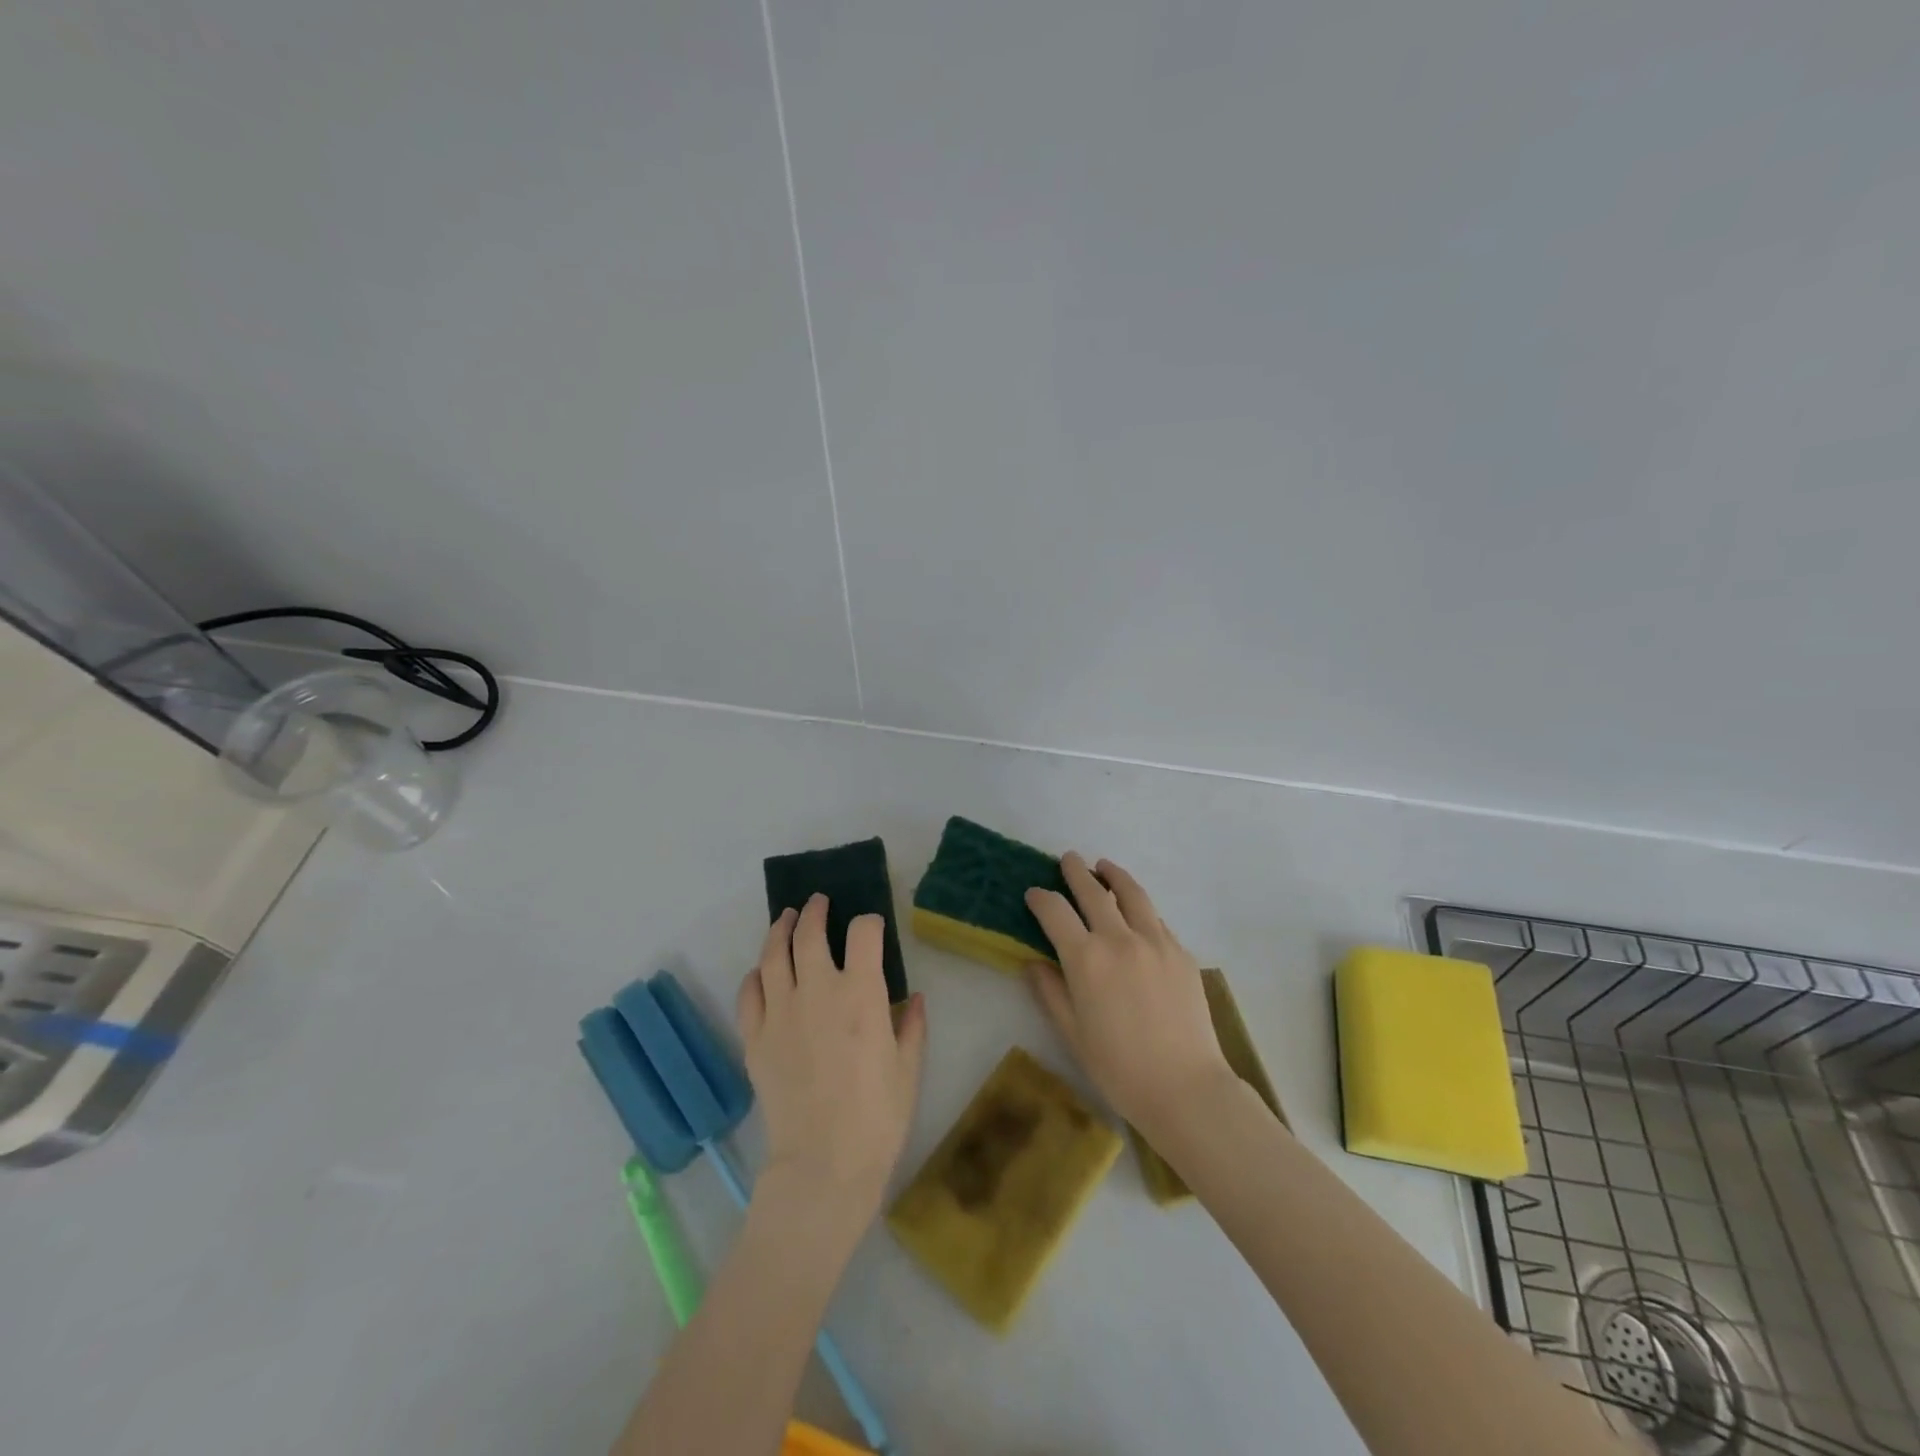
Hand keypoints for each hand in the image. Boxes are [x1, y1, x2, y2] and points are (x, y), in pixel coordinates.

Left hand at [736, 895, 927, 1224]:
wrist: (823, 1164)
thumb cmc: (877, 1117)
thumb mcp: (909, 1069)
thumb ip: (912, 1026)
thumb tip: (914, 997)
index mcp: (861, 993)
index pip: (863, 933)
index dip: (869, 922)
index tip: (871, 927)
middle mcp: (818, 990)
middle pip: (810, 932)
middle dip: (815, 910)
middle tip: (818, 902)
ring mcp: (781, 1011)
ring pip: (774, 953)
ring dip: (780, 928)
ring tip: (786, 918)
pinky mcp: (755, 1037)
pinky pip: (750, 992)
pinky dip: (756, 975)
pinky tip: (762, 971)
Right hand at [1025, 853, 1232, 1134]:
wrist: (1184, 1086)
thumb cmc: (1118, 1068)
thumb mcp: (1072, 1033)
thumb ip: (1050, 992)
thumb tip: (1033, 963)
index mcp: (1086, 959)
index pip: (1056, 913)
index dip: (1041, 899)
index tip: (1034, 893)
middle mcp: (1119, 939)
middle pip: (1093, 892)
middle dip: (1076, 872)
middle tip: (1067, 859)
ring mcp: (1155, 941)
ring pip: (1131, 894)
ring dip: (1113, 875)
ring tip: (1104, 866)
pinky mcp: (1181, 952)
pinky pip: (1156, 919)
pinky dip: (1140, 907)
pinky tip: (1136, 911)